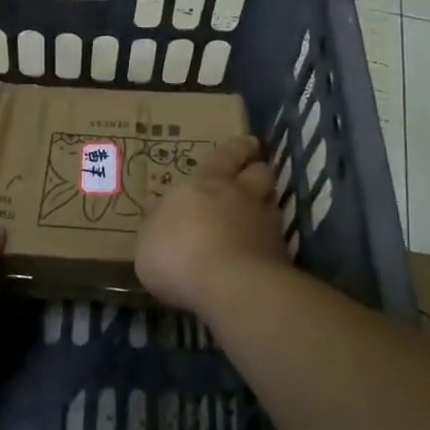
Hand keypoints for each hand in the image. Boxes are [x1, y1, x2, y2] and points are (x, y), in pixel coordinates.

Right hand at [136, 134, 287, 312]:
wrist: (230, 286)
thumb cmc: (178, 255)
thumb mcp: (149, 240)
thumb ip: (161, 226)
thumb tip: (168, 222)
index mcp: (205, 184)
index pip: (225, 156)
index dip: (236, 148)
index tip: (247, 143)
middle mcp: (240, 196)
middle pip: (258, 172)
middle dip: (256, 169)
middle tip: (253, 171)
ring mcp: (265, 224)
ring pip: (271, 203)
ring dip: (265, 204)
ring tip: (257, 213)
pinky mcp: (280, 254)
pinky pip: (275, 239)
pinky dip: (268, 242)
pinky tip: (258, 253)